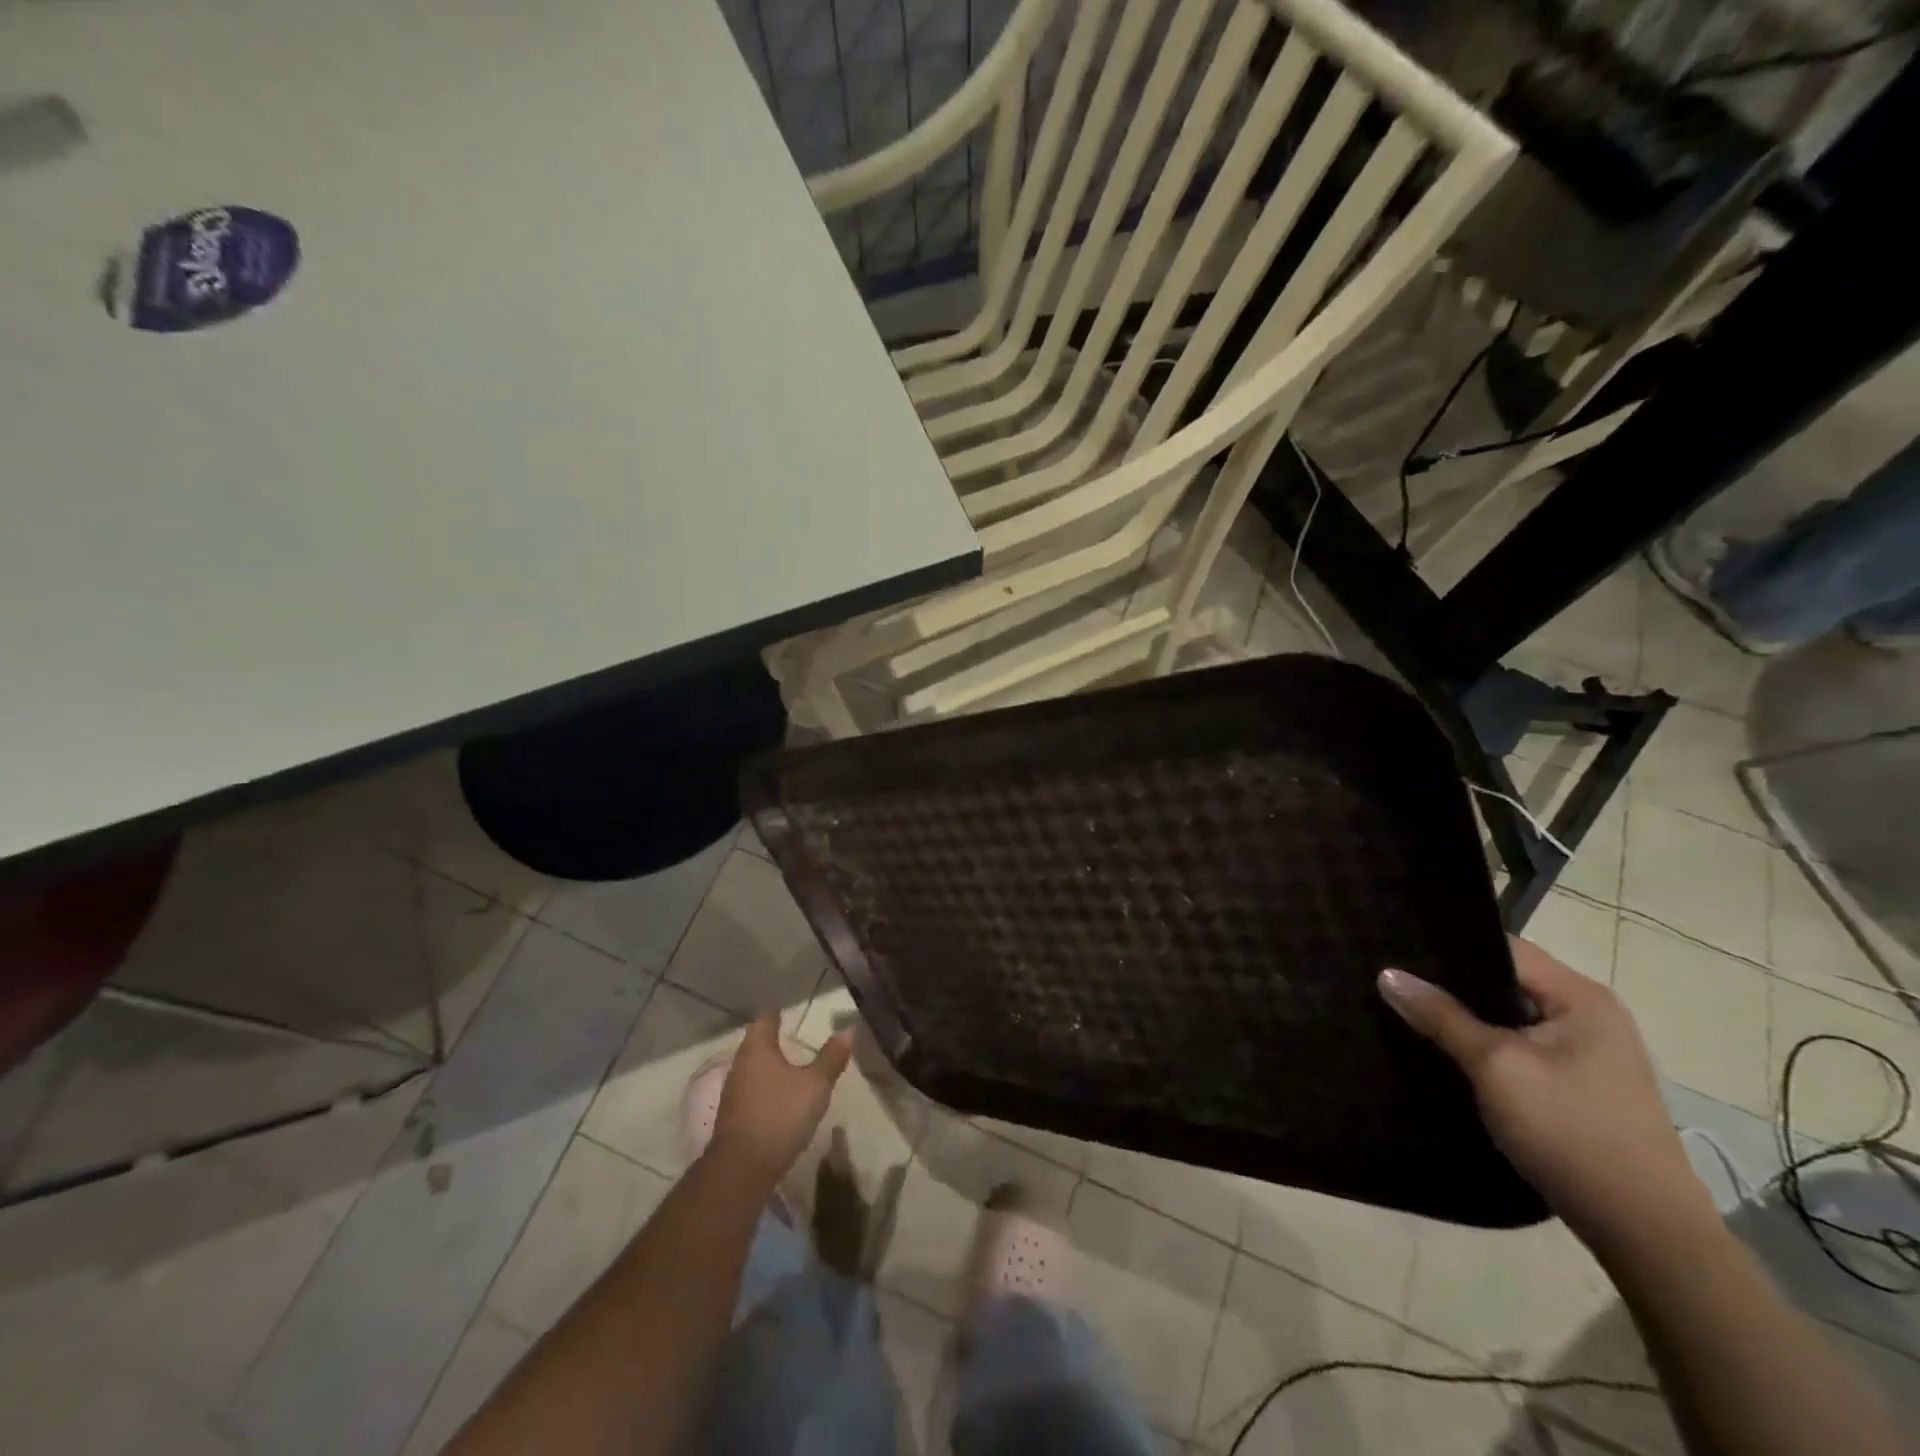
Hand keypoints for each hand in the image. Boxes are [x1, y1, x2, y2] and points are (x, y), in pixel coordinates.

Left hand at [709, 1016, 852, 1189]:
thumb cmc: (780, 1115)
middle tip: (796, 1037)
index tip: (791, 1010)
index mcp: (757, 1048)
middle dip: (774, 1039)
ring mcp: (733, 1092)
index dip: (778, 1013)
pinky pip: (751, 1091)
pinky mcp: (732, 1117)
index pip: (765, 1019)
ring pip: (753, 1068)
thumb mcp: (815, 1085)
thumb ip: (831, 1057)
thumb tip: (847, 1029)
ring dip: (770, 1066)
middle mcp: (740, 1064)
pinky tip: (780, 1098)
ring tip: (792, 1067)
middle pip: (756, 1043)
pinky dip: (766, 1088)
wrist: (742, 1169)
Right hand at [1379, 937, 1717, 1253]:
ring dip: (1464, 1016)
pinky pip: (1518, 1047)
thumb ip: (1441, 1016)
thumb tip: (1388, 974)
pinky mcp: (1578, 1085)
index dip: (1447, 945)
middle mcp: (1589, 1015)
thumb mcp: (1496, 1067)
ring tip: (1407, 1010)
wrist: (1646, 1233)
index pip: (1502, 947)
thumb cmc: (1571, 1133)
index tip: (1394, 946)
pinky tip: (1445, 1051)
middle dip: (1450, 982)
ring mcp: (1588, 1054)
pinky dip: (1483, 1045)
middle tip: (1391, 979)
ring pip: (1508, 1016)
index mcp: (1581, 997)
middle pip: (1504, 980)